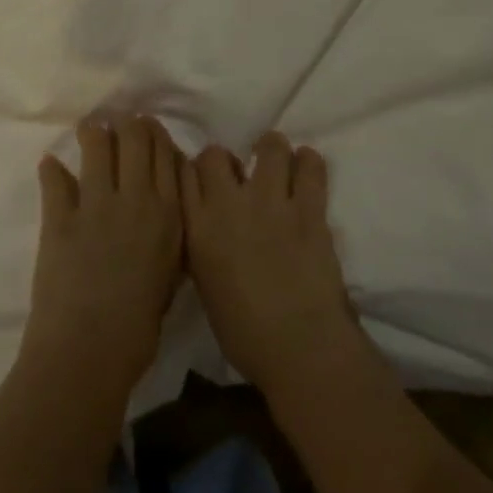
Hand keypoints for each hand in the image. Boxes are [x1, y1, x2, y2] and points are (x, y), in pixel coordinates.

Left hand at [23, 115, 184, 395]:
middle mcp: (137, 198)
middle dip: (128, 125)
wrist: (89, 352)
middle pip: (136, 136)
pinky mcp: (59, 217)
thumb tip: (163, 203)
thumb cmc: (139, 326)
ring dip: (93, 133)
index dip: (155, 135)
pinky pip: (55, 178)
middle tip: (120, 128)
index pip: (166, 152)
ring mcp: (96, 205)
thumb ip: (170, 232)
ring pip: (97, 144)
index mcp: (169, 213)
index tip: (147, 131)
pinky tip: (50, 166)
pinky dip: (51, 170)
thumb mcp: (171, 274)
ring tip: (89, 132)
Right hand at [183, 132, 357, 394]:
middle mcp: (227, 205)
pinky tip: (306, 169)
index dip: (193, 173)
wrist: (299, 346)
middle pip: (216, 154)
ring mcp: (270, 202)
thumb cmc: (245, 333)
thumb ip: (204, 244)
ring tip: (277, 163)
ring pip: (269, 146)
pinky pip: (310, 166)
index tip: (203, 181)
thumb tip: (210, 225)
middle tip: (239, 178)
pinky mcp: (308, 207)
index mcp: (197, 229)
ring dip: (272, 151)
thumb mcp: (205, 284)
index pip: (182, 174)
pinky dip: (309, 162)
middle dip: (225, 161)